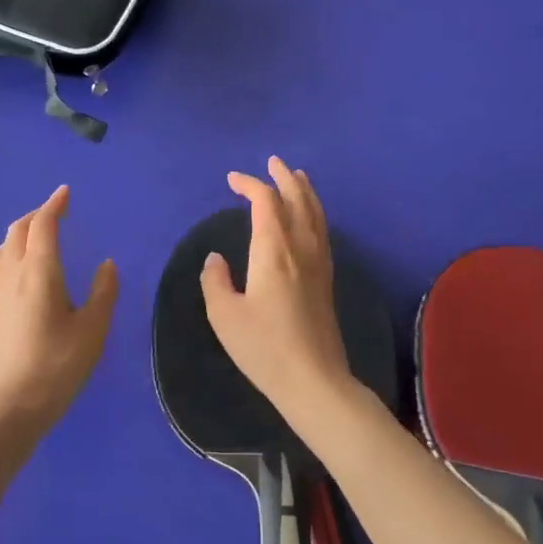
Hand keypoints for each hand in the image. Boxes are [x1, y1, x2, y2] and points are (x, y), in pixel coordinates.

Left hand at [0, 185, 117, 430]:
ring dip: (21, 232)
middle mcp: (14, 274)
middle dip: (38, 215)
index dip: (54, 205)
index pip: (43, 225)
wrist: (12, 406)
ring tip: (39, 237)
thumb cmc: (58, 365)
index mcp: (40, 272)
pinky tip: (24, 269)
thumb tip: (107, 264)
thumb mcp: (93, 329)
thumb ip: (103, 292)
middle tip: (58, 213)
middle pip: (19, 230)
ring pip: (4, 247)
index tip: (66, 192)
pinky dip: (13, 251)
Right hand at [199, 156, 354, 419]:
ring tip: (298, 177)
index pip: (265, 202)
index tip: (232, 180)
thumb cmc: (264, 348)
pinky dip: (314, 212)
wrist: (314, 381)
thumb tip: (216, 259)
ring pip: (315, 213)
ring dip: (304, 191)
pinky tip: (310, 218)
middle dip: (283, 177)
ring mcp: (318, 263)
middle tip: (272, 162)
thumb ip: (215, 281)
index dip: (249, 184)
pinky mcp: (327, 279)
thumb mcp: (224, 316)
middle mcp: (300, 248)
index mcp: (274, 250)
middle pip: (297, 200)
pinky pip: (322, 230)